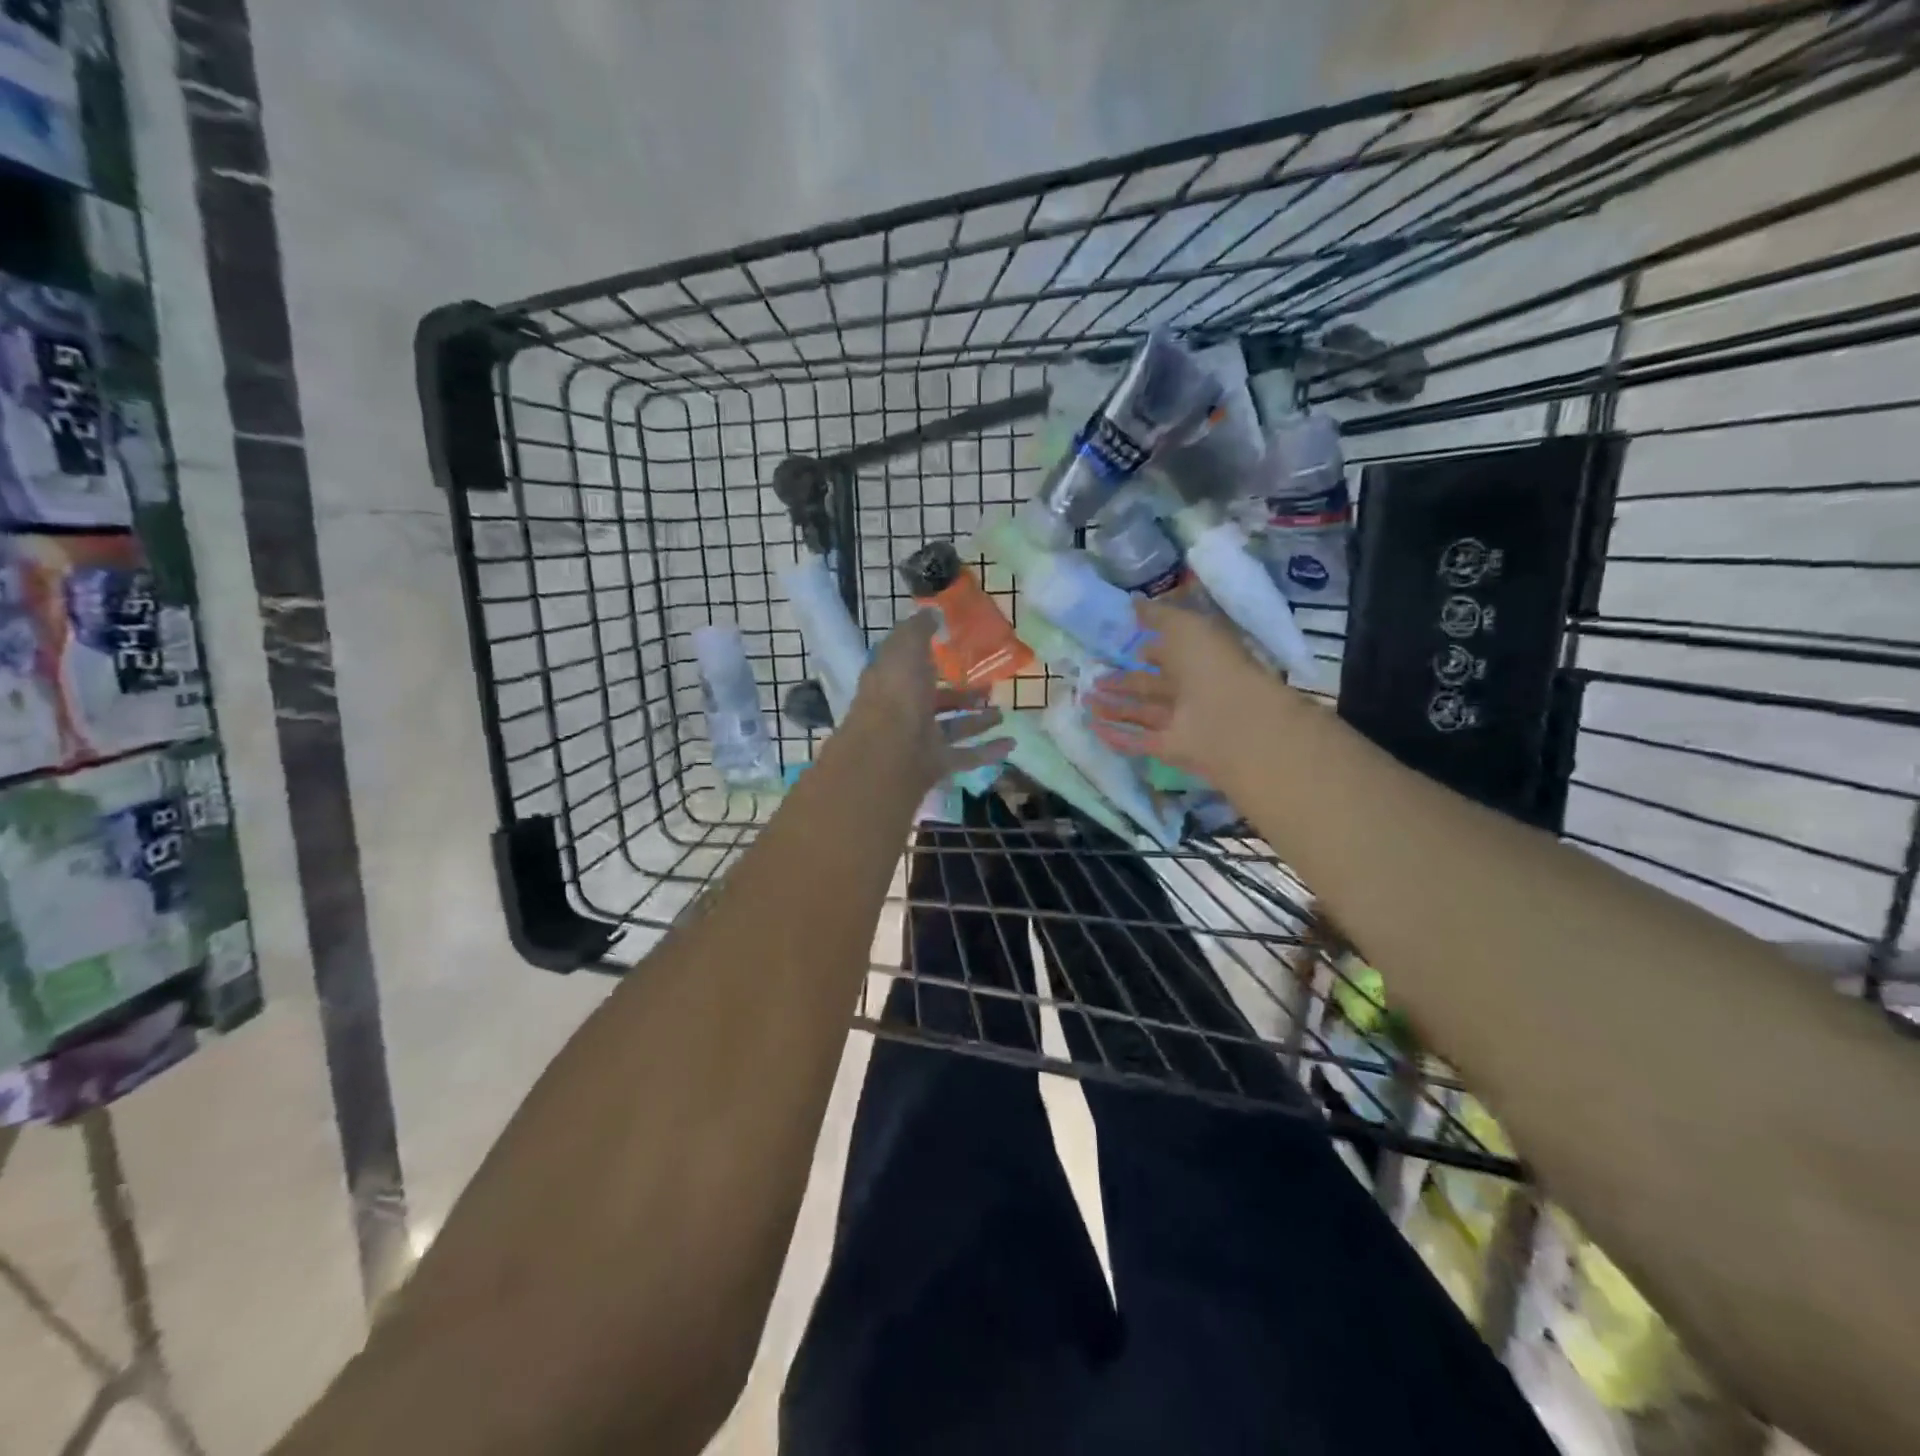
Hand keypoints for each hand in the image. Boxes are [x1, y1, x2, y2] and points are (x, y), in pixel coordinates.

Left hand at [842, 612, 1012, 790]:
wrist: (890, 752)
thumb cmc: (897, 693)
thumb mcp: (906, 648)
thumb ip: (919, 630)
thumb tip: (931, 613)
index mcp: (892, 680)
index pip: (908, 665)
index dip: (926, 656)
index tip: (952, 648)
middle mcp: (904, 710)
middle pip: (935, 700)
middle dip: (960, 693)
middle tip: (987, 685)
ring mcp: (920, 739)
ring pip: (952, 728)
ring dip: (977, 721)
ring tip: (1002, 713)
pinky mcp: (937, 764)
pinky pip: (966, 756)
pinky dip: (988, 751)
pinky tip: (1011, 743)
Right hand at [1085, 599, 1280, 783]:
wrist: (1231, 718)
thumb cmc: (1210, 663)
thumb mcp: (1184, 626)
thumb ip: (1158, 615)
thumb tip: (1134, 602)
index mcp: (1199, 659)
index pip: (1170, 654)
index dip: (1148, 650)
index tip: (1121, 647)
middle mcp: (1190, 690)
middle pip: (1151, 686)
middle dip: (1122, 682)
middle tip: (1093, 677)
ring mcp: (1180, 722)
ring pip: (1142, 713)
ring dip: (1114, 708)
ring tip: (1085, 700)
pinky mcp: (1169, 748)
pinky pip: (1138, 741)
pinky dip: (1116, 735)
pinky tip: (1092, 726)